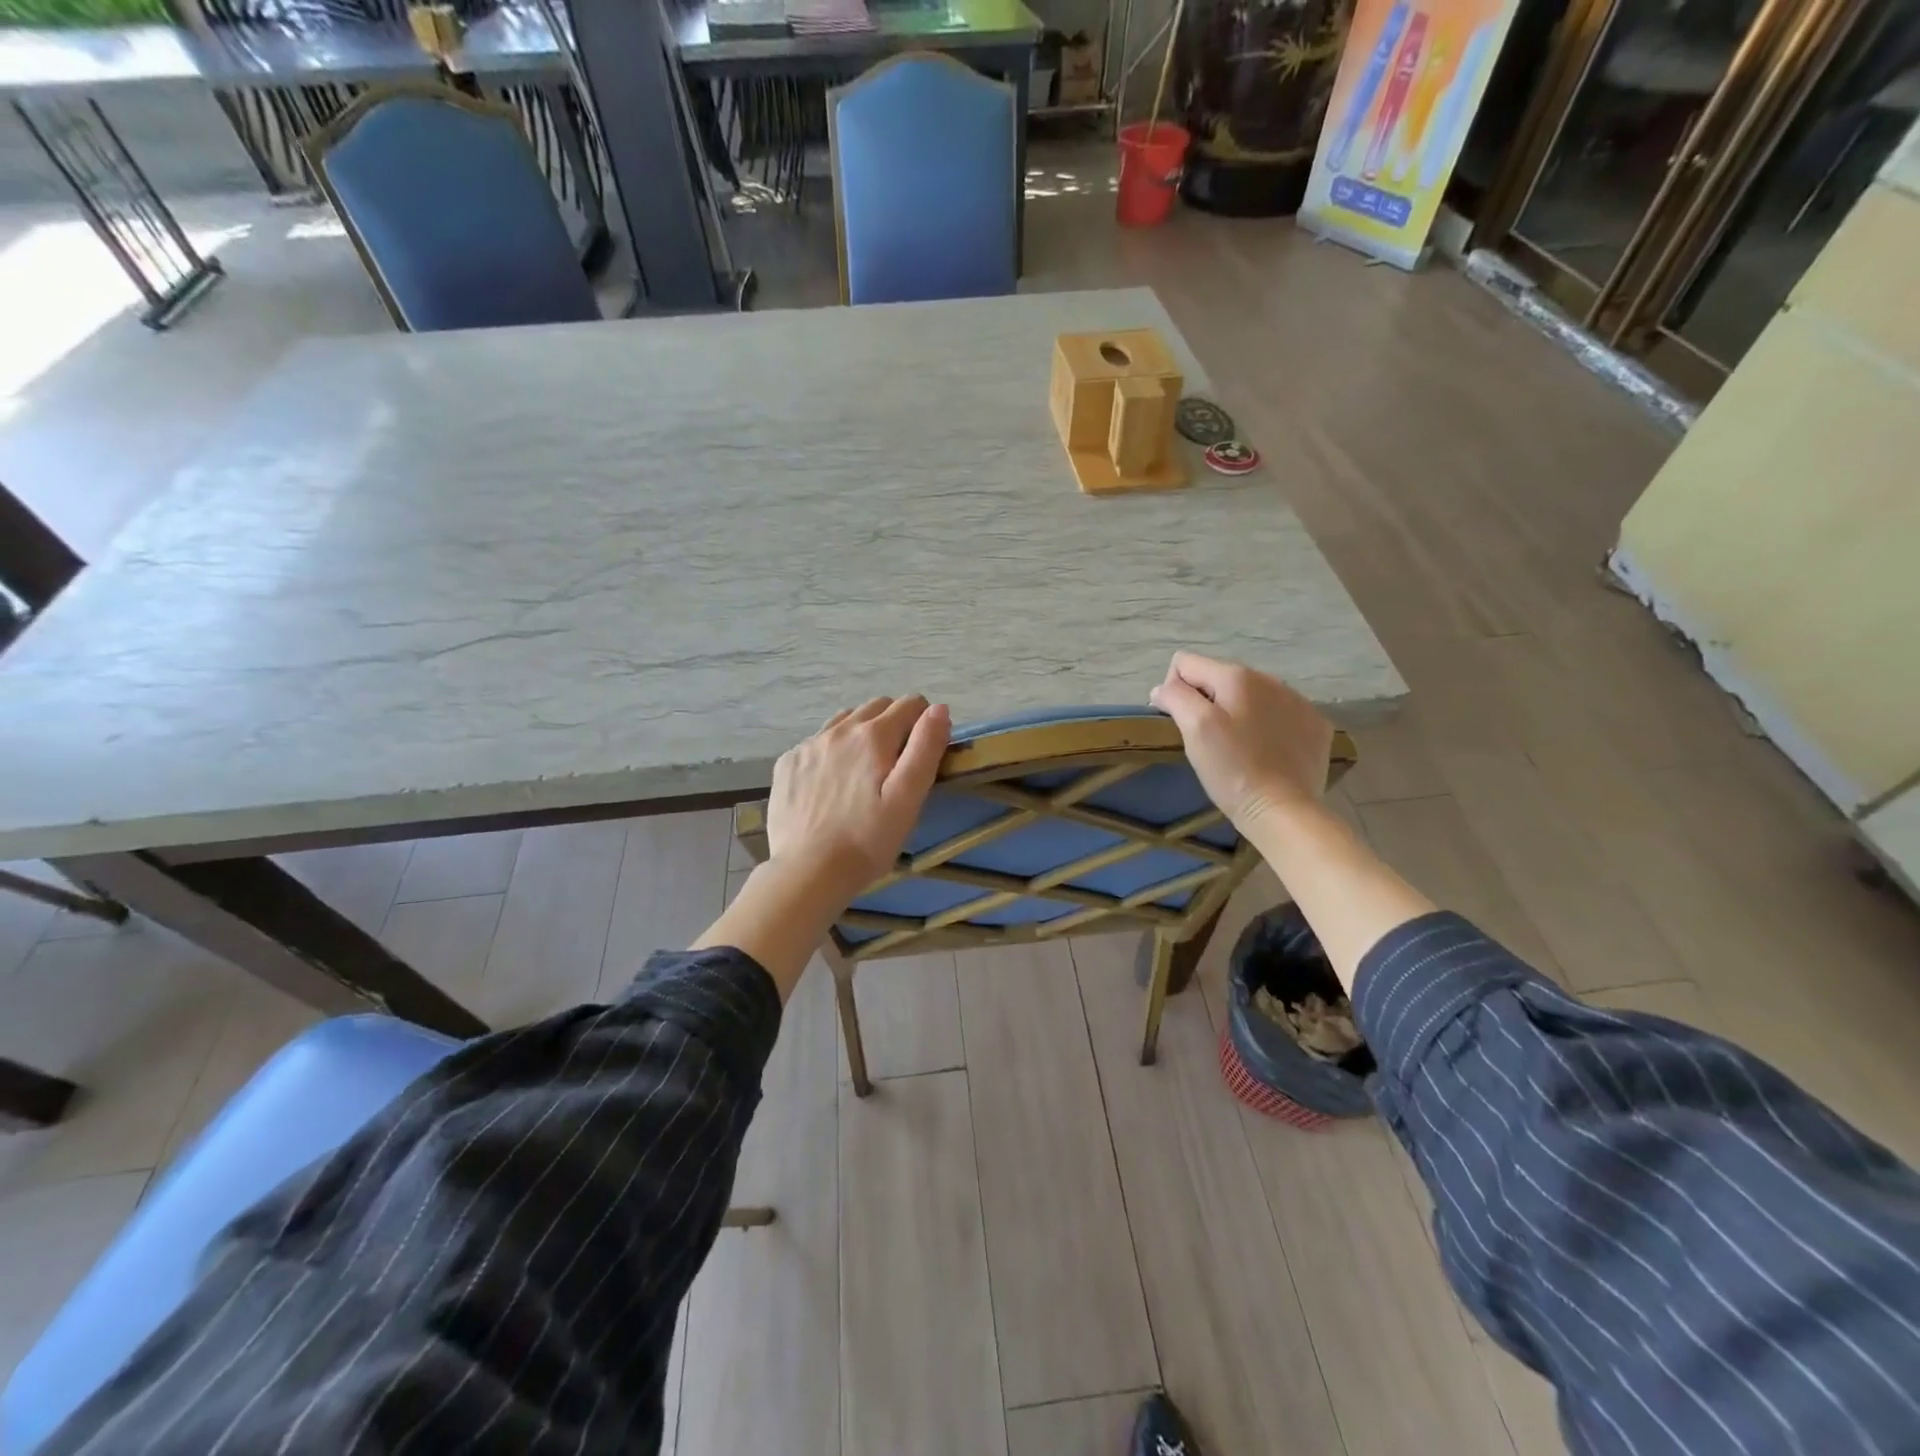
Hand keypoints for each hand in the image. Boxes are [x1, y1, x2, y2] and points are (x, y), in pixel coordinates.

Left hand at [767, 696, 950, 898]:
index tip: (924, 750)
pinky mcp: (787, 763)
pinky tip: (832, 784)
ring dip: (861, 733)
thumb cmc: (867, 840)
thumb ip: (925, 748)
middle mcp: (839, 730)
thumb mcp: (908, 798)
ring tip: (864, 770)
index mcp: (873, 735)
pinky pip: (817, 742)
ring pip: (844, 720)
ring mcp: (809, 745)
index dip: (924, 721)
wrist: (807, 871)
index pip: (910, 704)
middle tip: (897, 763)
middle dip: (894, 723)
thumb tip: (939, 709)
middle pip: (877, 706)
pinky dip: (832, 751)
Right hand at [1148, 652, 1333, 835]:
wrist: (1284, 810)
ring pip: (1251, 695)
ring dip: (1238, 713)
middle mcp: (1270, 679)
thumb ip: (1175, 697)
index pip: (1186, 663)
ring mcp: (1298, 702)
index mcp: (1236, 676)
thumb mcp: (1195, 729)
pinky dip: (1267, 727)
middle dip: (1207, 702)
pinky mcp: (1315, 726)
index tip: (1181, 724)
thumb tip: (1163, 688)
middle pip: (1219, 678)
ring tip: (1237, 747)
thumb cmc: (1232, 769)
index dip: (1174, 690)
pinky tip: (1266, 752)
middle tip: (1208, 740)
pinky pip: (1279, 714)